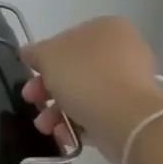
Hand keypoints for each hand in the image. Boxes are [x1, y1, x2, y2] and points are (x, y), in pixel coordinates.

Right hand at [21, 17, 162, 163]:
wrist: (127, 120)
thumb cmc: (85, 77)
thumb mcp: (47, 56)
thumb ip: (34, 52)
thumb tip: (29, 53)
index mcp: (107, 28)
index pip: (67, 39)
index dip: (44, 58)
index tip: (31, 75)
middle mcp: (124, 50)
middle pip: (74, 69)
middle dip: (47, 89)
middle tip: (32, 101)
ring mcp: (131, 82)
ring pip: (84, 94)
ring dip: (58, 111)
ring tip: (45, 126)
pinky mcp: (133, 111)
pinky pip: (99, 113)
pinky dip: (79, 124)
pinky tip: (65, 135)